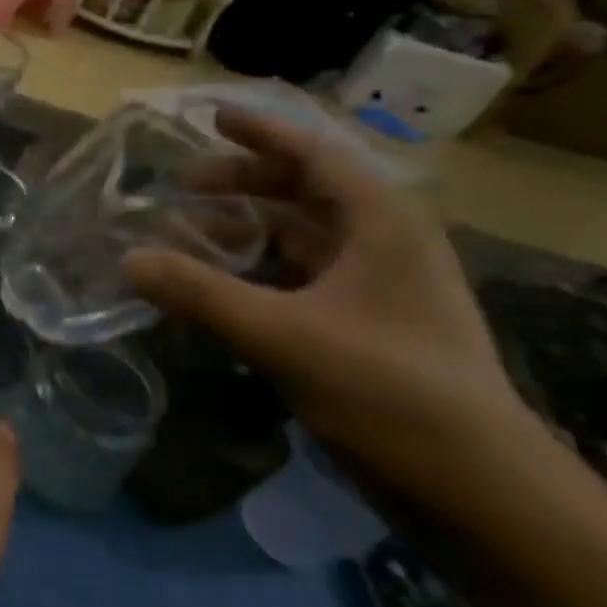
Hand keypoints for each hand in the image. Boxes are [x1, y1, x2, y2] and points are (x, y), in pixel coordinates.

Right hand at [125, 109, 536, 501]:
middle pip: (308, 190)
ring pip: (304, 235)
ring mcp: (379, 287)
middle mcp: (385, 243)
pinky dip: (259, 269)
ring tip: (191, 231)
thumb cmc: (389, 391)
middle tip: (186, 184)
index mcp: (382, 224)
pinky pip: (303, 275)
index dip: (263, 132)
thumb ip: (202, 293)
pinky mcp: (368, 325)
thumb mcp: (284, 335)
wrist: (477, 490)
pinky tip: (223, 284)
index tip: (211, 117)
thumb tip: (129, 259)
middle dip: (246, 181)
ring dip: (249, 226)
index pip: (316, 154)